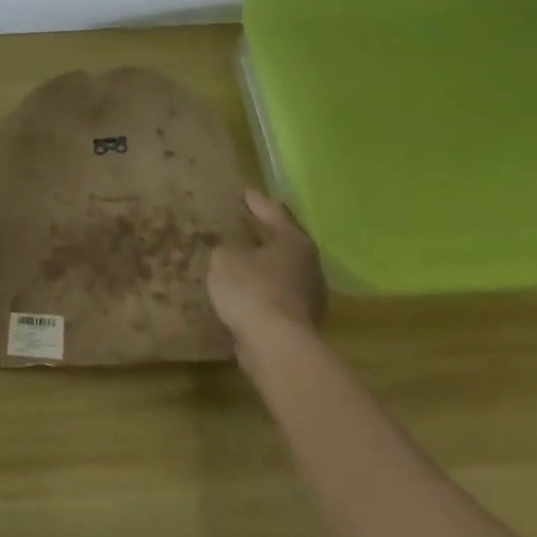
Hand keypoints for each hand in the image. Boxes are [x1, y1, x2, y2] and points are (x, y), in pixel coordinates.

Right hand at [207, 187, 327, 356]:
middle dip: (266, 235)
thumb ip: (229, 246)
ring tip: (243, 259)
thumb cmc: (251, 288)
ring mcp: (309, 296)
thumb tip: (236, 247)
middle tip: (247, 224)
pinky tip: (245, 290)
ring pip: (283, 271)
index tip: (245, 192)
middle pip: (285, 242)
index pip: (274, 213)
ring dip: (265, 265)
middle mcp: (309, 265)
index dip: (257, 202)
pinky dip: (263, 289)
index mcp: (294, 241)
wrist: (274, 344)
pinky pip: (277, 295)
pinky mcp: (300, 321)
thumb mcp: (227, 256)